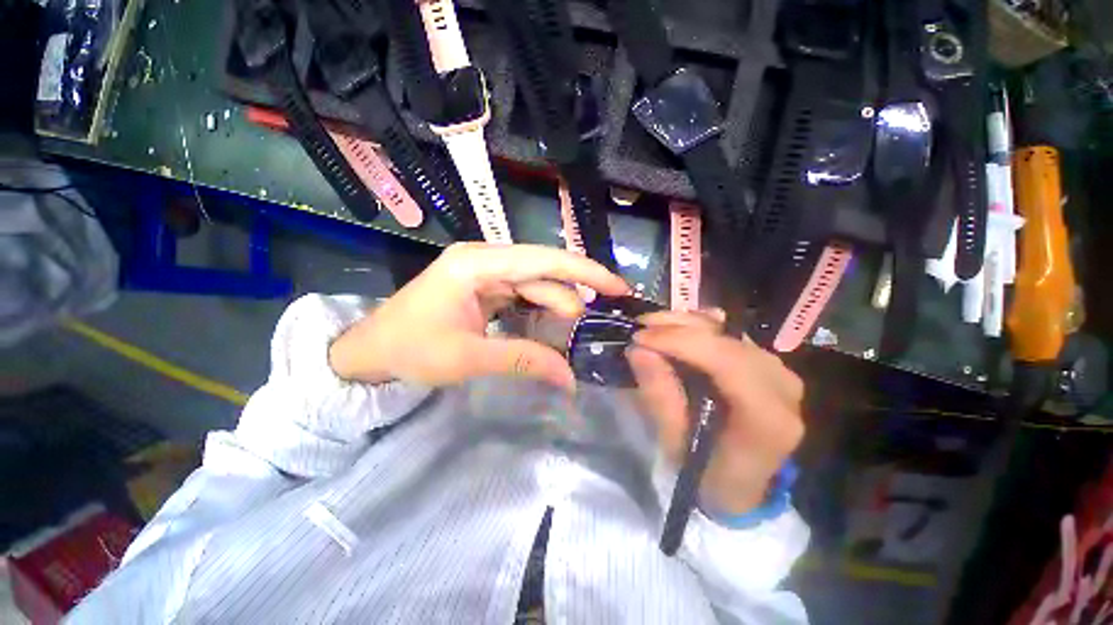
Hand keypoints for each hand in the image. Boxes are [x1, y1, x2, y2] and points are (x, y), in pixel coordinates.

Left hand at [329, 243, 629, 389]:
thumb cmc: (409, 350)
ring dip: (556, 311)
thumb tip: (569, 377)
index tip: (618, 287)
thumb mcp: (468, 357)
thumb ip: (523, 361)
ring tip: (571, 338)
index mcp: (478, 263)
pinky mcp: (486, 290)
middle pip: (544, 274)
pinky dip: (541, 315)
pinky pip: (523, 298)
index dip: (585, 271)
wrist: (370, 353)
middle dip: (571, 301)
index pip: (544, 260)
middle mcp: (485, 260)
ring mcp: (486, 275)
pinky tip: (551, 332)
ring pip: (536, 287)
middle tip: (590, 333)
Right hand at [627, 311, 804, 515]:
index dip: (681, 342)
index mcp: (767, 418)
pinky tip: (679, 328)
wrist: (741, 485)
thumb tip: (638, 350)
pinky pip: (732, 333)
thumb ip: (659, 395)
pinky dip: (701, 326)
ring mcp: (779, 372)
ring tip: (653, 325)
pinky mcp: (767, 364)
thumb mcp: (675, 443)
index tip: (641, 338)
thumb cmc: (707, 473)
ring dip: (686, 323)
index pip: (726, 362)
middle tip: (640, 328)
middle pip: (727, 340)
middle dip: (678, 328)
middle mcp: (782, 387)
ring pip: (729, 331)